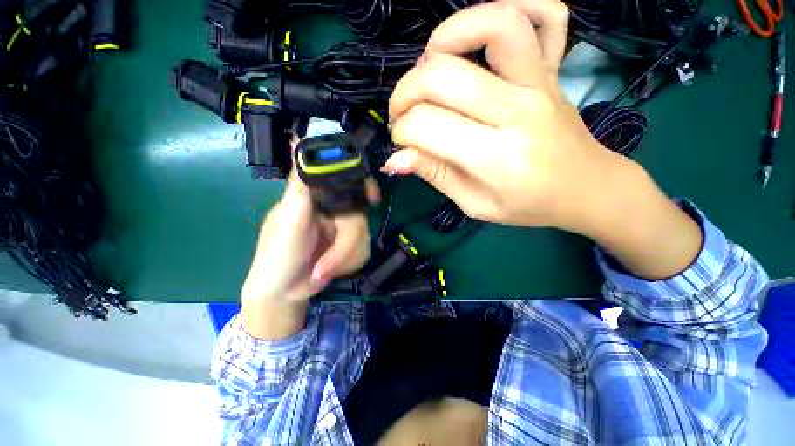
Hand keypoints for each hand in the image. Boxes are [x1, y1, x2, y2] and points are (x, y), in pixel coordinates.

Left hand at [240, 172, 375, 338]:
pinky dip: (348, 264)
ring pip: (364, 235)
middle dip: (346, 243)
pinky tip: (329, 271)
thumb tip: (296, 139)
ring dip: (344, 258)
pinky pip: (364, 250)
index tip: (372, 199)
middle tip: (326, 264)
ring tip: (322, 271)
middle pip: (359, 216)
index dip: (363, 185)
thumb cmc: (277, 256)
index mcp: (315, 198)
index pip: (346, 179)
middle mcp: (332, 209)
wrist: (284, 293)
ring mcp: (342, 229)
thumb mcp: (288, 221)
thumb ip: (300, 186)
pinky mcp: (350, 246)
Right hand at [385, 0, 701, 279]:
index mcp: (496, 157)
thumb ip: (435, 176)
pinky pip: (545, 16)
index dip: (402, 133)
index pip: (427, 126)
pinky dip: (508, 11)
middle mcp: (518, 111)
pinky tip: (481, 38)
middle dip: (405, 94)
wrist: (584, 188)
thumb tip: (394, 160)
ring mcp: (542, 82)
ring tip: (429, 67)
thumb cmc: (528, 205)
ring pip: (493, 25)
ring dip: (445, 38)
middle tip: (402, 115)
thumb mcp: (474, 204)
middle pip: (443, 76)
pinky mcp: (553, 70)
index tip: (401, 145)